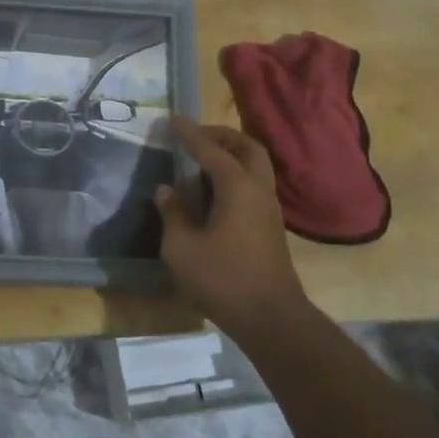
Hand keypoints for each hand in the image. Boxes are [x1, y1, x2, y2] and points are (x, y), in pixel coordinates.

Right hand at [155, 116, 309, 339]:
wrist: (270, 318)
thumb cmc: (222, 279)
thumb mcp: (182, 248)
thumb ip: (173, 213)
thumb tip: (167, 190)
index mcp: (237, 187)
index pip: (210, 149)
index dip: (189, 133)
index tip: (172, 119)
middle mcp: (258, 189)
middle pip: (247, 148)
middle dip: (221, 136)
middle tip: (196, 137)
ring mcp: (269, 208)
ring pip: (256, 166)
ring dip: (232, 155)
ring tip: (203, 161)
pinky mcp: (270, 226)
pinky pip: (254, 184)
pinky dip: (236, 175)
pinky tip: (215, 191)